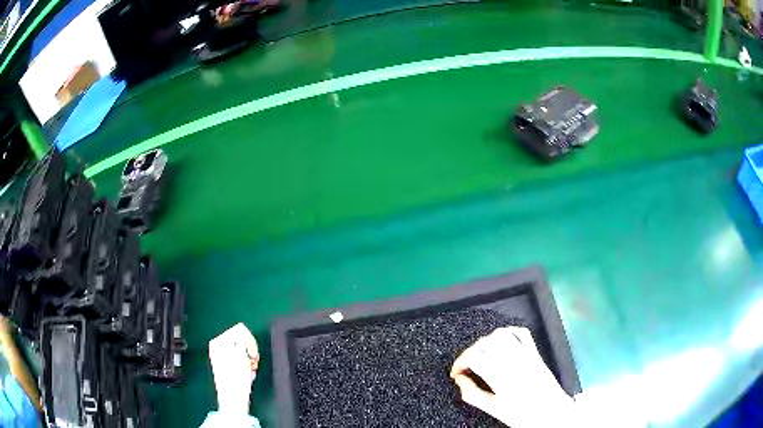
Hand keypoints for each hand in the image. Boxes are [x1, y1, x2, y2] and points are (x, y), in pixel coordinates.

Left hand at [208, 323, 259, 415]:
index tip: (252, 354)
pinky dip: (246, 362)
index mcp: (219, 341)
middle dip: (250, 350)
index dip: (251, 342)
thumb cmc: (236, 379)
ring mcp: (221, 355)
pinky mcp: (226, 364)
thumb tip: (244, 339)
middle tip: (252, 362)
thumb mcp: (241, 355)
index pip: (241, 330)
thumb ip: (243, 341)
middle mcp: (217, 345)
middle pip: (242, 339)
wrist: (233, 398)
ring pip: (243, 349)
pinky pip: (241, 357)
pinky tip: (247, 371)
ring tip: (250, 369)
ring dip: (250, 358)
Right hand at [450, 327, 577, 427]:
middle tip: (467, 365)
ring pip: (501, 334)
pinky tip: (502, 342)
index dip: (460, 362)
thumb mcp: (494, 409)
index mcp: (501, 378)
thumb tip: (460, 380)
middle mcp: (513, 362)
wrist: (552, 413)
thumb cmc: (522, 415)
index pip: (474, 357)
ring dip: (487, 340)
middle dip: (470, 352)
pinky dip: (508, 332)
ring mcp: (526, 355)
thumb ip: (473, 394)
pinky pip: (521, 333)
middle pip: (484, 343)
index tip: (457, 372)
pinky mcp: (535, 353)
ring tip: (483, 353)